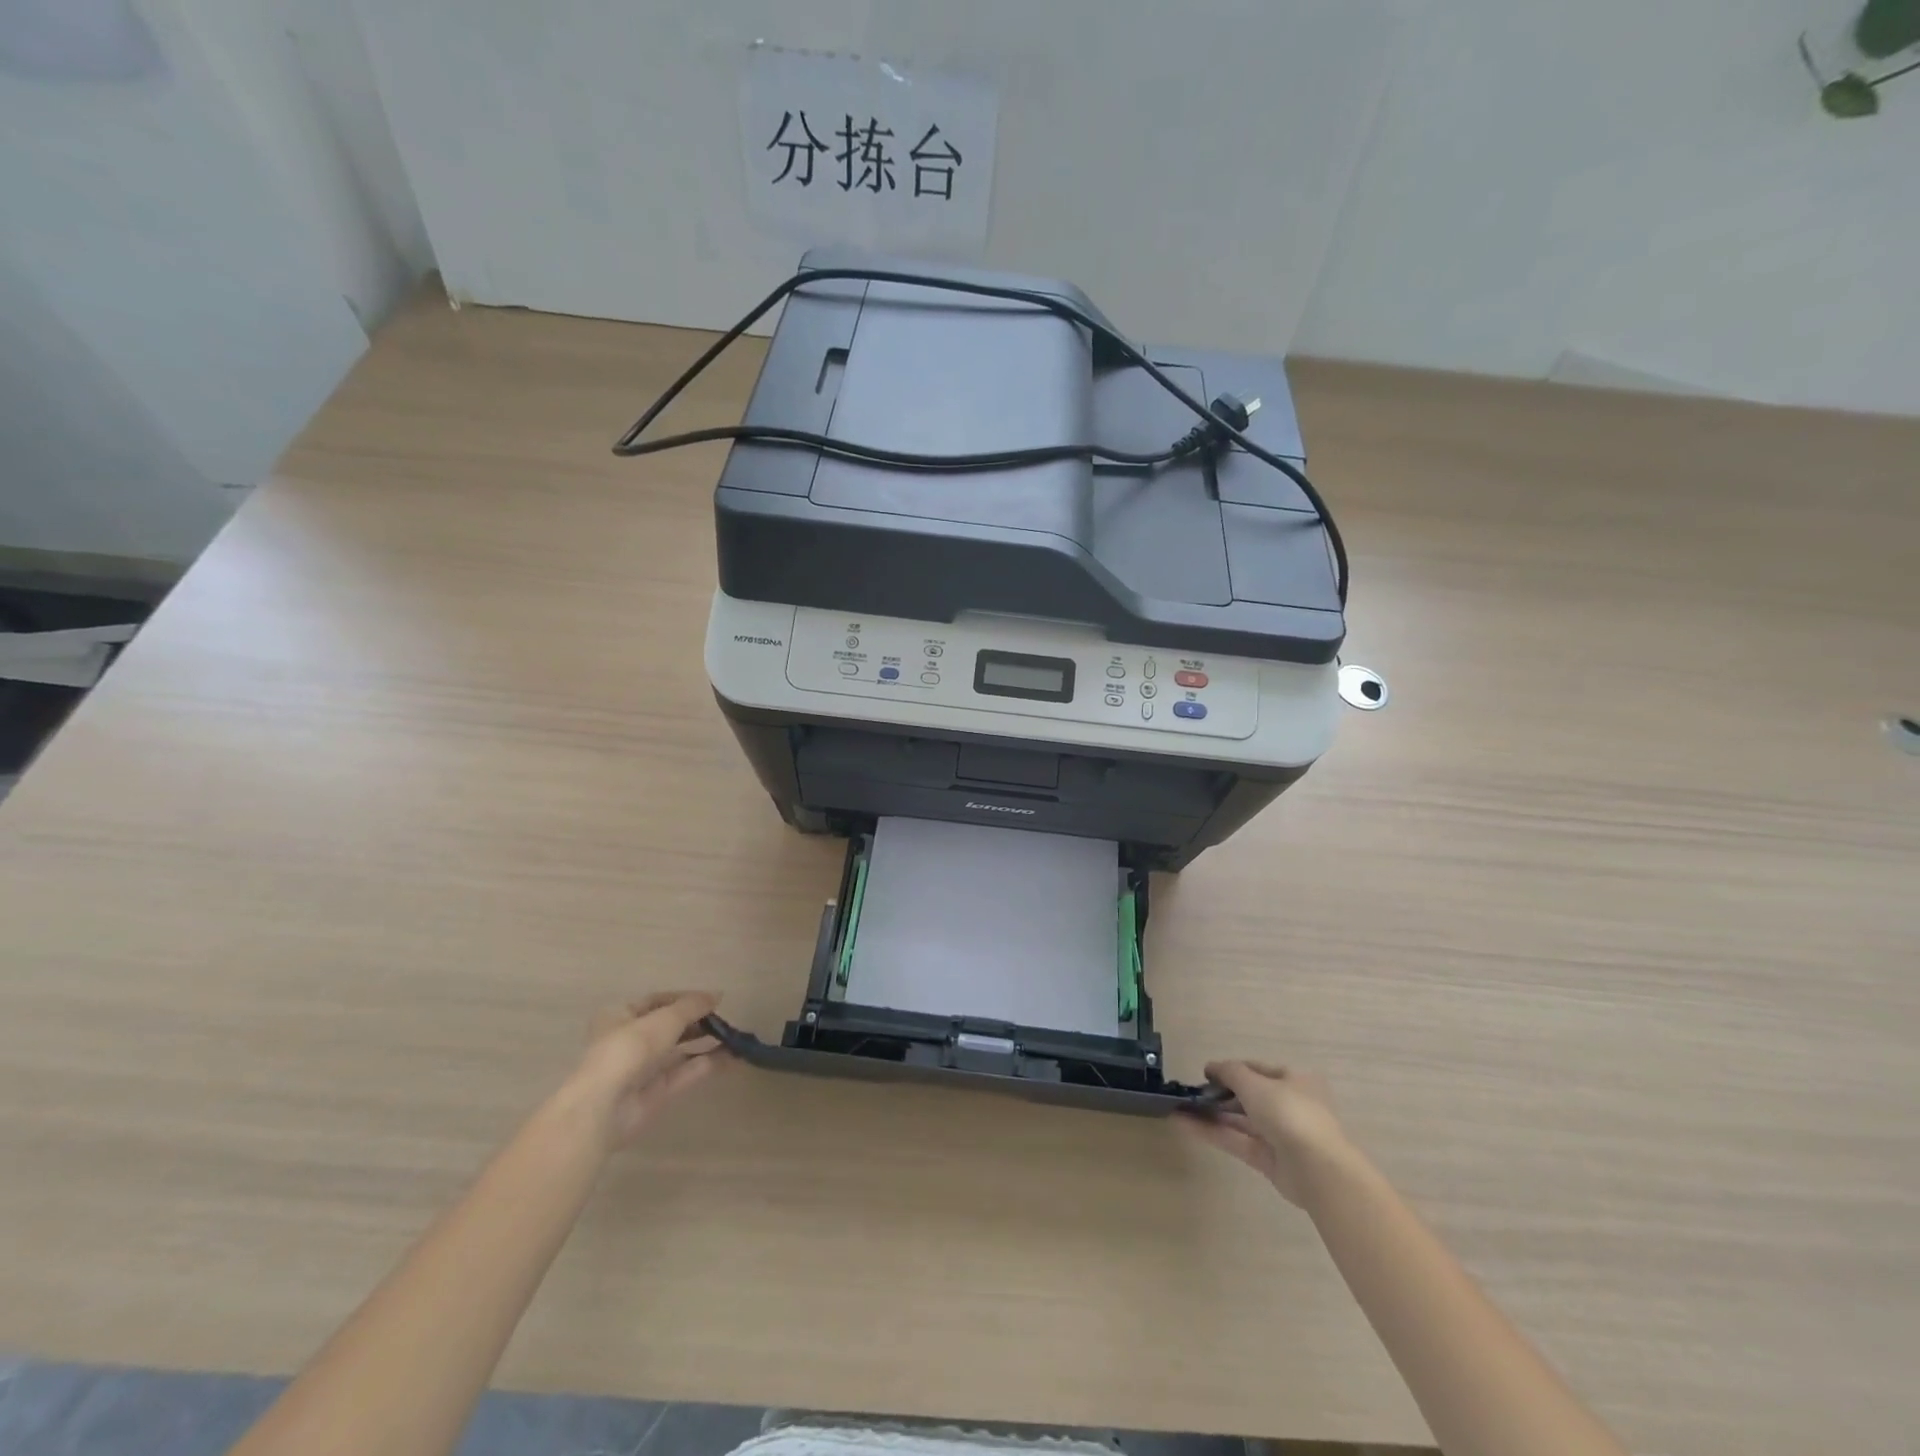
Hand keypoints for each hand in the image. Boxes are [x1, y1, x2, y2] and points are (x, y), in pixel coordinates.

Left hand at [567, 992, 728, 1150]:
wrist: (604, 1107)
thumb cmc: (629, 1048)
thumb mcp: (665, 1018)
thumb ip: (692, 1006)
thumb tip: (718, 994)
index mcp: (620, 1016)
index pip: (656, 1001)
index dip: (685, 998)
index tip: (712, 1000)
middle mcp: (629, 1040)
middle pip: (669, 1027)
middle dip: (697, 1022)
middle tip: (724, 1020)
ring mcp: (641, 1069)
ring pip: (678, 1051)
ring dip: (705, 1043)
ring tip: (734, 1038)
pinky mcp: (654, 1093)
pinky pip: (683, 1073)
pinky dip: (706, 1064)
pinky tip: (731, 1058)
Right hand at [1180, 1061, 1355, 1208]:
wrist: (1317, 1169)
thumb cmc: (1289, 1113)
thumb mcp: (1255, 1083)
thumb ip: (1230, 1072)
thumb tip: (1211, 1067)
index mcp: (1294, 1081)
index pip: (1257, 1070)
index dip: (1230, 1070)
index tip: (1205, 1073)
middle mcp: (1288, 1106)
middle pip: (1248, 1096)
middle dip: (1219, 1094)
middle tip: (1191, 1094)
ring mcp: (1279, 1135)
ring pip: (1240, 1120)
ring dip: (1211, 1114)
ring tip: (1180, 1108)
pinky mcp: (1269, 1160)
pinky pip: (1237, 1141)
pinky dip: (1212, 1132)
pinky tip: (1184, 1125)